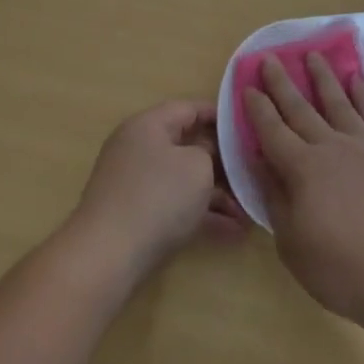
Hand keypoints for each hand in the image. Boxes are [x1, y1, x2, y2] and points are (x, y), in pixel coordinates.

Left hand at [65, 100, 248, 283]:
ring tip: (250, 211)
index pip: (188, 108)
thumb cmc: (158, 196)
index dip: (220, 116)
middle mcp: (138, 148)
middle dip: (223, 162)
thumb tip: (207, 155)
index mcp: (148, 125)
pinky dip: (202, 214)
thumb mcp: (197, 166)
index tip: (248, 129)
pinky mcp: (137, 215)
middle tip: (254, 172)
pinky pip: (176, 206)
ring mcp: (136, 183)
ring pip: (184, 180)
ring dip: (217, 194)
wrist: (108, 255)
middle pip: (188, 146)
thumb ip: (210, 152)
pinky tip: (234, 232)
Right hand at [243, 54, 363, 323]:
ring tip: (312, 55)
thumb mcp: (291, 242)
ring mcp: (363, 147)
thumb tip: (261, 162)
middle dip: (282, 83)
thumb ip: (275, 197)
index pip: (272, 130)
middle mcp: (330, 147)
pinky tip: (358, 79)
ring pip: (338, 102)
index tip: (248, 86)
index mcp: (301, 168)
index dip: (258, 108)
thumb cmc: (340, 269)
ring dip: (323, 78)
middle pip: (300, 108)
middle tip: (270, 58)